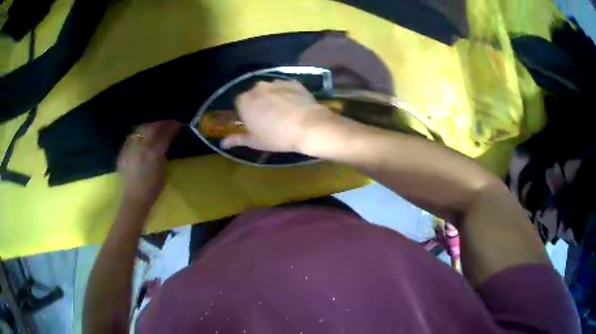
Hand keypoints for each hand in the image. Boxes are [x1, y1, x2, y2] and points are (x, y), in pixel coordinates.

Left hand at [117, 120, 180, 206]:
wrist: (134, 199)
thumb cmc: (152, 189)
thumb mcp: (163, 170)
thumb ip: (163, 154)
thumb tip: (166, 143)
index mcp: (154, 154)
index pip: (165, 135)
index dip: (173, 128)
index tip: (179, 125)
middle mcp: (141, 147)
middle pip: (152, 128)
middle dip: (162, 124)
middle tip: (169, 123)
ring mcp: (130, 148)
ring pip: (141, 129)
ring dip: (150, 126)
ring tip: (156, 127)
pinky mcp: (123, 152)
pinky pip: (132, 137)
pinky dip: (139, 133)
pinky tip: (143, 136)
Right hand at [221, 80, 334, 152]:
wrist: (308, 126)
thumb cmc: (276, 136)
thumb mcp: (254, 141)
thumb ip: (236, 139)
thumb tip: (223, 143)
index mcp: (244, 100)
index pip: (239, 103)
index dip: (246, 113)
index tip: (254, 123)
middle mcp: (257, 87)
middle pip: (254, 95)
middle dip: (259, 104)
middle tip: (269, 119)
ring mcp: (276, 82)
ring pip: (270, 90)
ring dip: (273, 98)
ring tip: (284, 113)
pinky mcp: (293, 82)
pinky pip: (285, 88)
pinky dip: (287, 95)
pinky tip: (295, 107)